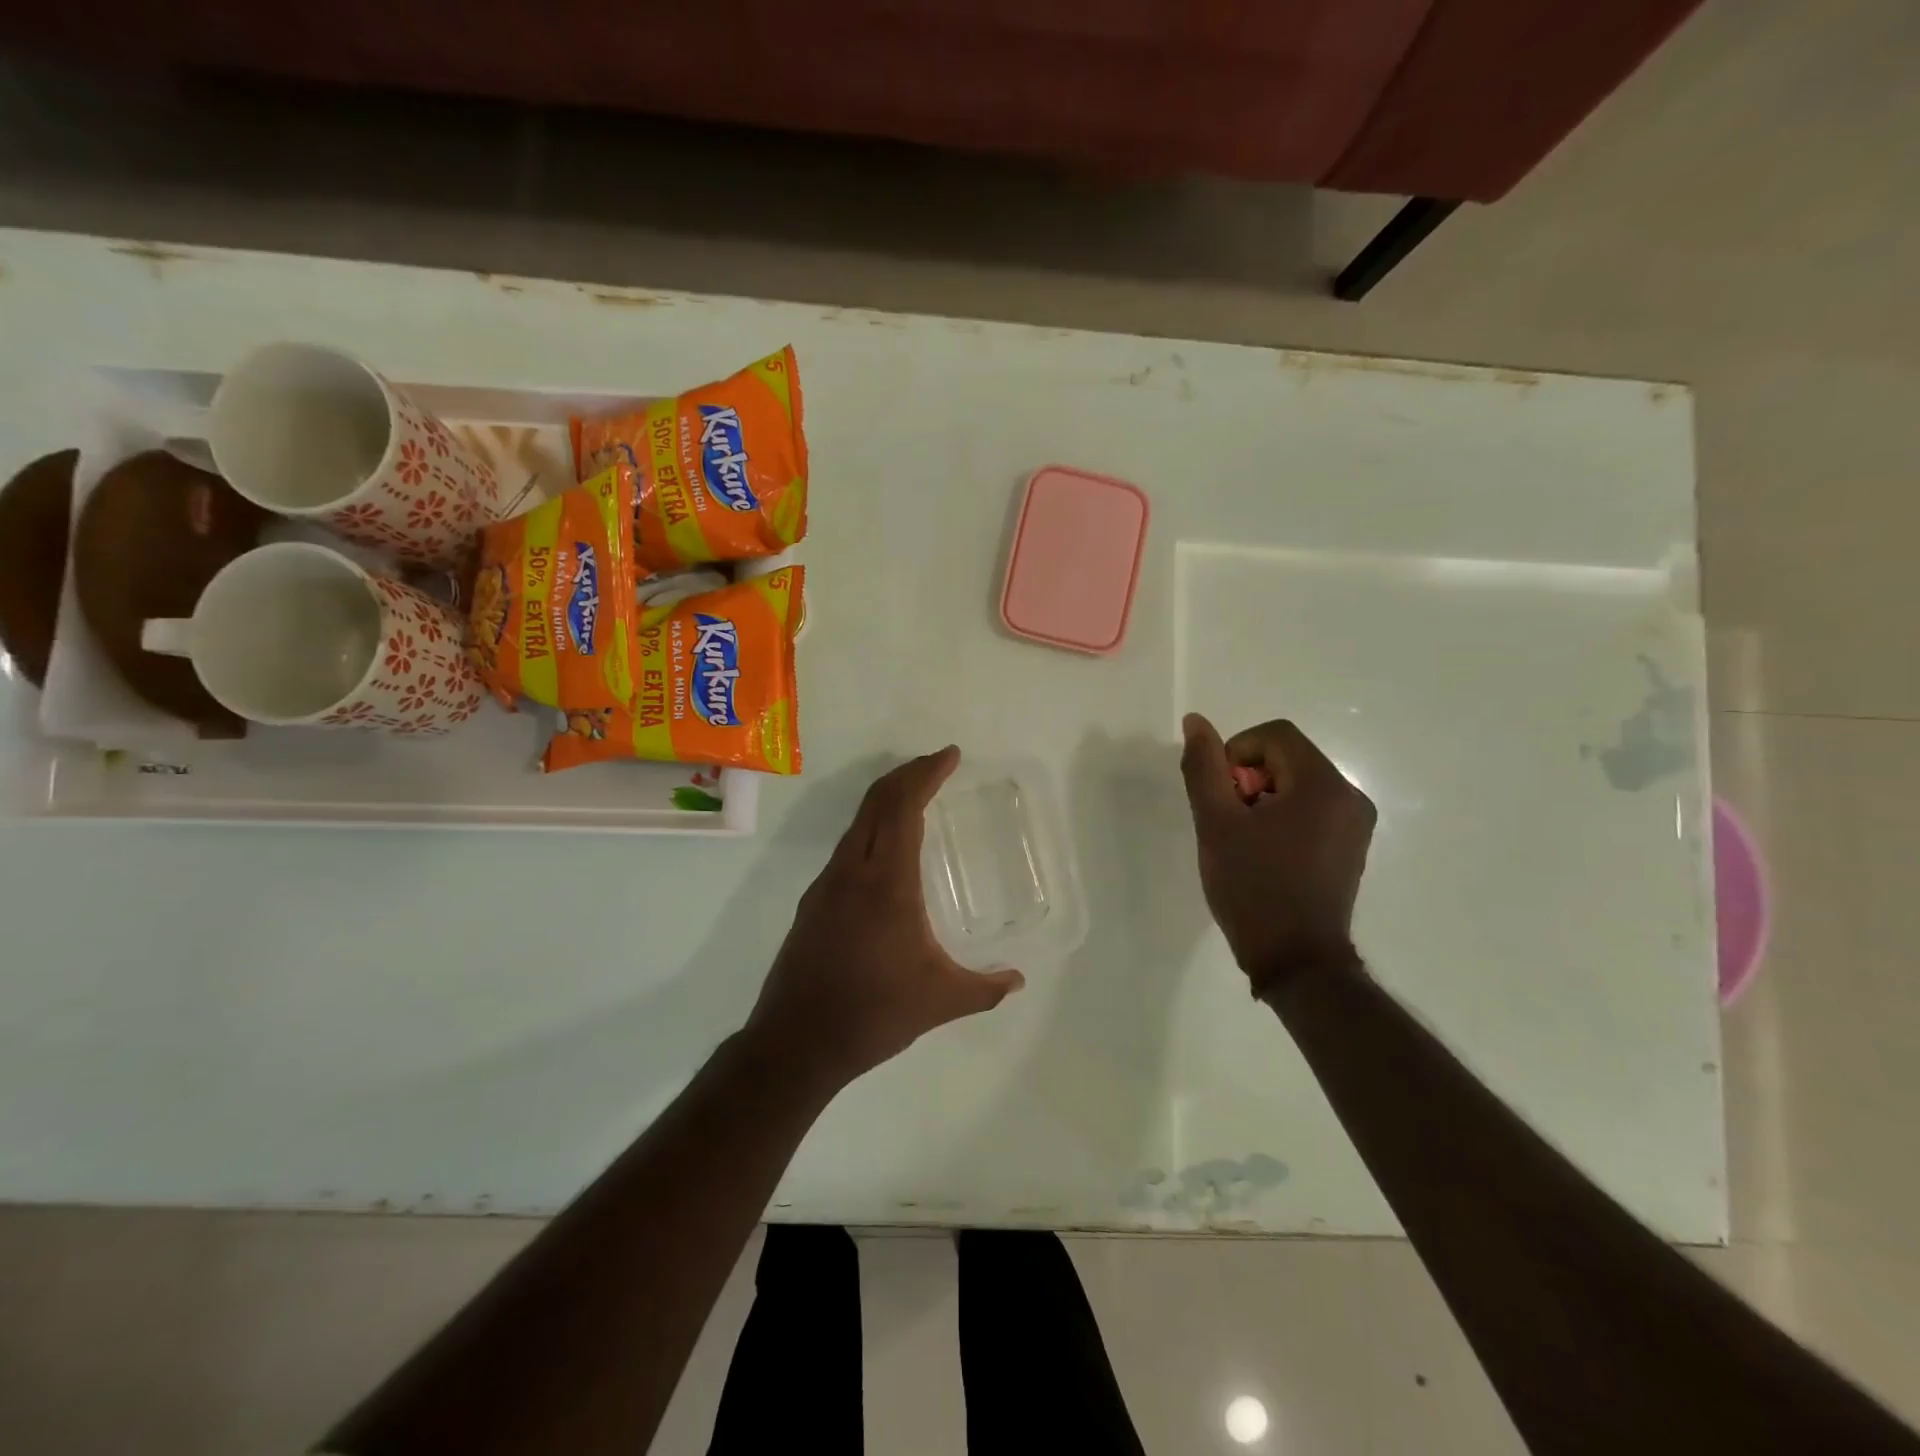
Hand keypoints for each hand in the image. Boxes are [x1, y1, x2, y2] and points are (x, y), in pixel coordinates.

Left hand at [744, 747, 1025, 1092]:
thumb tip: (1017, 979)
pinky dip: (871, 829)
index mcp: (887, 883)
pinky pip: (847, 847)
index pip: (904, 807)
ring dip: (886, 800)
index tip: (950, 755)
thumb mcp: (939, 1000)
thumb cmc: (872, 1015)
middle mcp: (852, 872)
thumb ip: (984, 988)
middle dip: (907, 775)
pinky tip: (886, 853)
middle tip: (936, 766)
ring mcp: (826, 885)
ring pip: (857, 823)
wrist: (794, 1044)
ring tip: (915, 799)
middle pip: (876, 802)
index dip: (926, 774)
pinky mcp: (813, 903)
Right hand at [1178, 713, 1375, 997]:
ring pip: (1297, 784)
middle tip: (1228, 822)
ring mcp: (1355, 824)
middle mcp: (1350, 796)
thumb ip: (1204, 767)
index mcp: (1323, 784)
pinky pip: (1312, 810)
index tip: (1220, 795)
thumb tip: (1196, 722)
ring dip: (1263, 800)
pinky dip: (1282, 818)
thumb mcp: (1216, 823)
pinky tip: (1265, 854)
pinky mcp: (1351, 847)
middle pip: (1287, 757)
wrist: (1296, 960)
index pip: (1274, 735)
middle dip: (1249, 780)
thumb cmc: (1253, 887)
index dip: (1235, 754)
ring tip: (1244, 842)